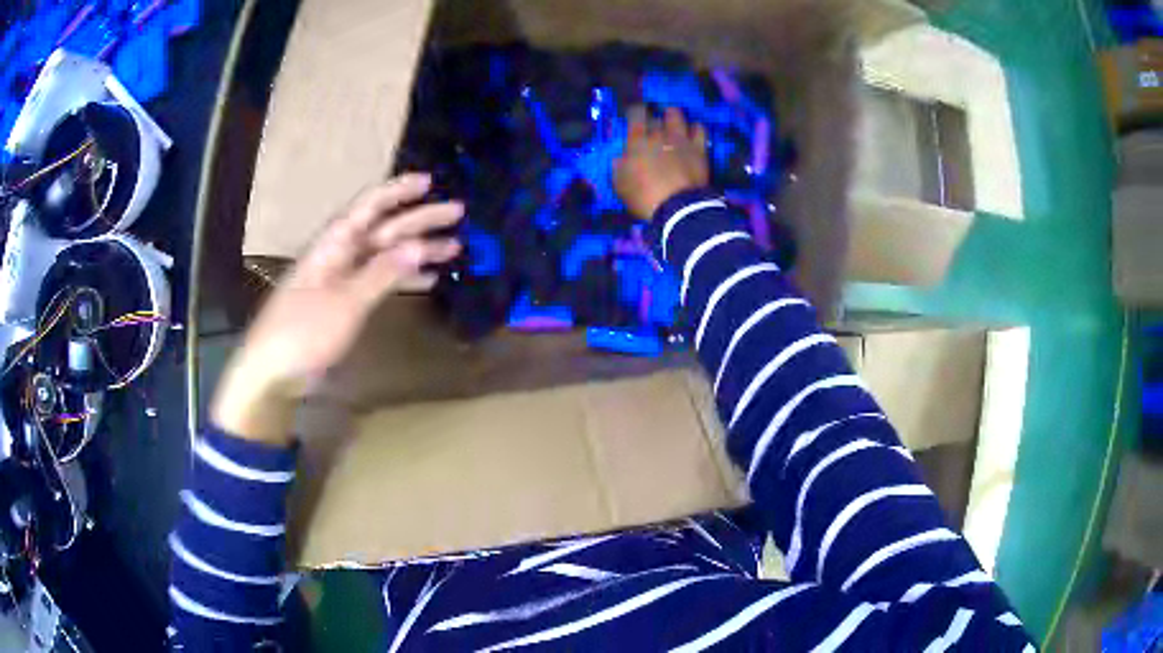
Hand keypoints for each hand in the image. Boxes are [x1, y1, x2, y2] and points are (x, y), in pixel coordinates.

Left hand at [212, 173, 463, 443]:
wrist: (274, 371)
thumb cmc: (303, 331)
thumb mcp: (344, 301)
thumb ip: (381, 273)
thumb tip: (417, 245)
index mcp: (335, 244)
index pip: (370, 206)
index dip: (399, 191)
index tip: (430, 181)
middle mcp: (341, 254)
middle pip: (385, 229)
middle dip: (420, 219)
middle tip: (458, 213)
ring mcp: (343, 279)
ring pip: (387, 256)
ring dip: (418, 251)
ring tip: (454, 247)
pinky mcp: (345, 303)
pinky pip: (380, 282)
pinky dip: (403, 278)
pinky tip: (427, 280)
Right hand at [615, 106, 709, 219]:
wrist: (678, 207)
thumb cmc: (644, 197)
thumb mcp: (621, 185)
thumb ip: (619, 167)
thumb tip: (621, 158)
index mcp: (637, 141)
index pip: (635, 114)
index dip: (635, 113)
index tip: (634, 118)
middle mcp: (659, 133)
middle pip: (655, 116)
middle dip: (653, 120)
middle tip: (652, 127)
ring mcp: (680, 139)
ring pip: (677, 116)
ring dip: (673, 116)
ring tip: (672, 121)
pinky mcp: (698, 147)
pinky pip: (699, 129)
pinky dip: (695, 128)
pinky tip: (692, 132)